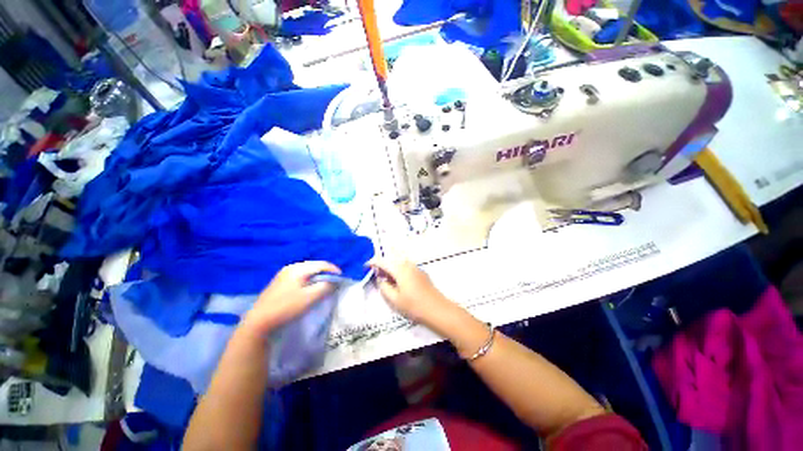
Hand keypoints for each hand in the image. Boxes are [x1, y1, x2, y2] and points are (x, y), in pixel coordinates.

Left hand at [241, 261, 340, 336]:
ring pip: (307, 271)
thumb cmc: (286, 307)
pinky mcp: (279, 281)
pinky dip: (309, 279)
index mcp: (298, 268)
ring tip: (324, 284)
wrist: (259, 321)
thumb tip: (334, 281)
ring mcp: (284, 274)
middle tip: (334, 281)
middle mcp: (291, 267)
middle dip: (326, 272)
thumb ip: (325, 287)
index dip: (334, 270)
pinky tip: (309, 288)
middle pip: (314, 266)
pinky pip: (299, 276)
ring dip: (317, 276)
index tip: (341, 278)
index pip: (321, 264)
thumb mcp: (310, 298)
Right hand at [369, 258, 454, 325]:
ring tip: (387, 279)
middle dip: (382, 265)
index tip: (365, 267)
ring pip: (399, 262)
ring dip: (391, 267)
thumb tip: (380, 278)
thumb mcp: (394, 299)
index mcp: (399, 269)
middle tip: (377, 275)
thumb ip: (384, 286)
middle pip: (391, 259)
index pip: (382, 261)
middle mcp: (407, 264)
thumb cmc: (414, 305)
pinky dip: (399, 270)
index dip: (372, 262)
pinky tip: (399, 281)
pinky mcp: (421, 272)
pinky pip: (406, 266)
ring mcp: (416, 267)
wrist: (437, 308)